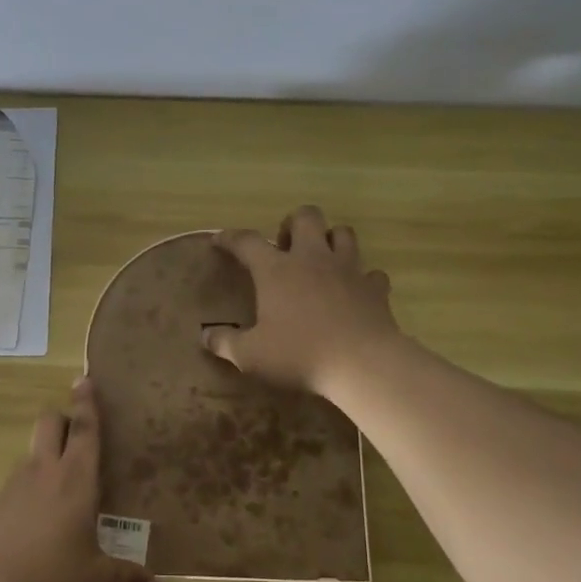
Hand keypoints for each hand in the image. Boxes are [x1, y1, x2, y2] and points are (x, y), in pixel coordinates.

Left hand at [0, 379, 161, 581]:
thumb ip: (129, 579)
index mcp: (76, 479)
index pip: (84, 429)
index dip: (87, 402)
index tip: (84, 378)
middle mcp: (43, 473)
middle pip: (48, 423)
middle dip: (62, 418)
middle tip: (78, 433)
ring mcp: (13, 488)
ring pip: (31, 452)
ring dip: (46, 455)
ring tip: (64, 485)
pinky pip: (17, 484)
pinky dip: (30, 488)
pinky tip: (39, 520)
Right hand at [202, 205, 401, 397]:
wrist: (362, 364)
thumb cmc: (299, 354)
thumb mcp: (250, 355)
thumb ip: (225, 343)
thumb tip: (205, 336)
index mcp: (276, 270)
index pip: (247, 241)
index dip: (230, 238)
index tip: (219, 241)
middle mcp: (312, 259)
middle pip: (306, 217)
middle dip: (293, 224)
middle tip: (285, 248)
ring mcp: (348, 270)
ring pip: (343, 233)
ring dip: (330, 240)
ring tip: (321, 260)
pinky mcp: (375, 288)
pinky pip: (371, 273)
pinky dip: (362, 278)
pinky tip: (354, 292)